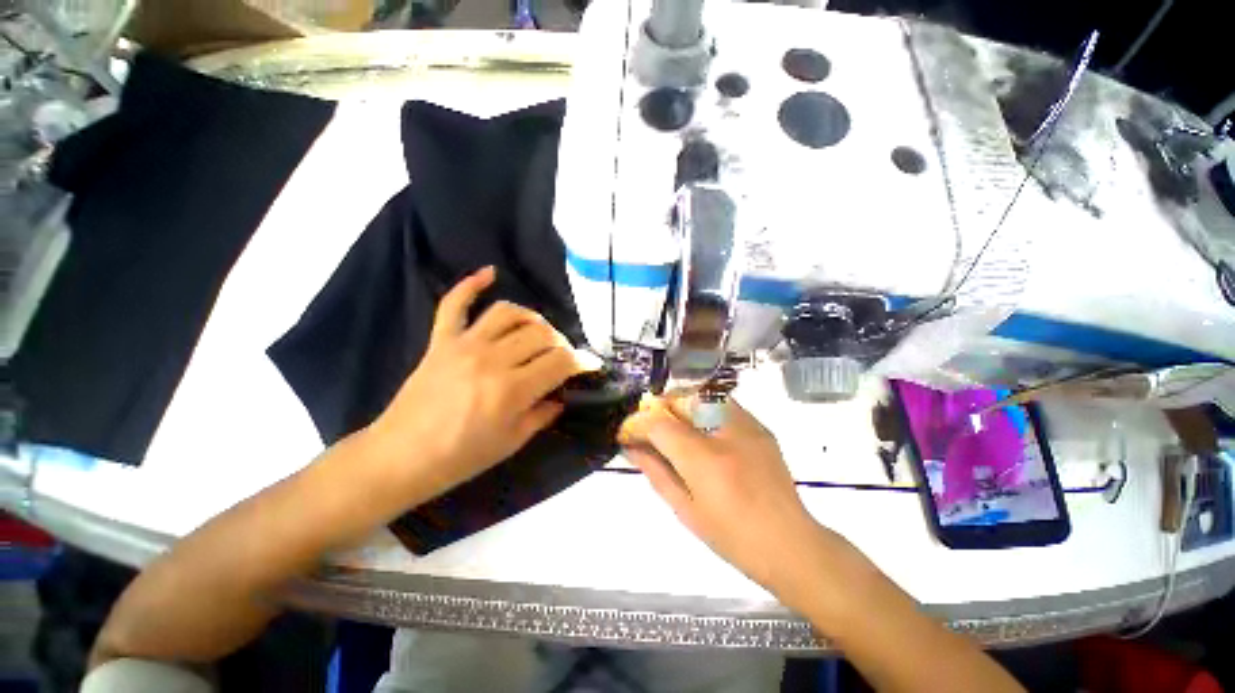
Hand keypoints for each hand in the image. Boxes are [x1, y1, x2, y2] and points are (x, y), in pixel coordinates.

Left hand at [369, 266, 583, 496]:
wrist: (400, 458)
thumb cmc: (461, 457)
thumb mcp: (512, 442)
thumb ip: (543, 414)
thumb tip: (561, 396)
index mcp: (512, 390)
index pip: (560, 362)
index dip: (582, 361)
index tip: (591, 364)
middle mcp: (492, 359)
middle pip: (541, 333)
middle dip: (561, 342)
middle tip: (562, 356)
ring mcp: (464, 345)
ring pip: (509, 313)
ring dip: (532, 318)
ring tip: (538, 332)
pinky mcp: (441, 340)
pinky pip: (455, 304)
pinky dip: (471, 284)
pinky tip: (490, 273)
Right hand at [619, 397, 830, 595]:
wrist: (790, 543)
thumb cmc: (732, 536)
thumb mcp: (685, 509)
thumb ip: (655, 472)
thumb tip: (631, 448)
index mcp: (705, 460)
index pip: (659, 424)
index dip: (637, 425)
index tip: (628, 434)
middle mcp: (726, 432)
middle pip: (680, 399)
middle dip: (657, 408)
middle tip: (648, 428)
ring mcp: (746, 424)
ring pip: (700, 394)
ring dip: (678, 405)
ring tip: (671, 426)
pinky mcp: (758, 425)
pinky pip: (721, 402)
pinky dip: (701, 408)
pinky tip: (700, 430)